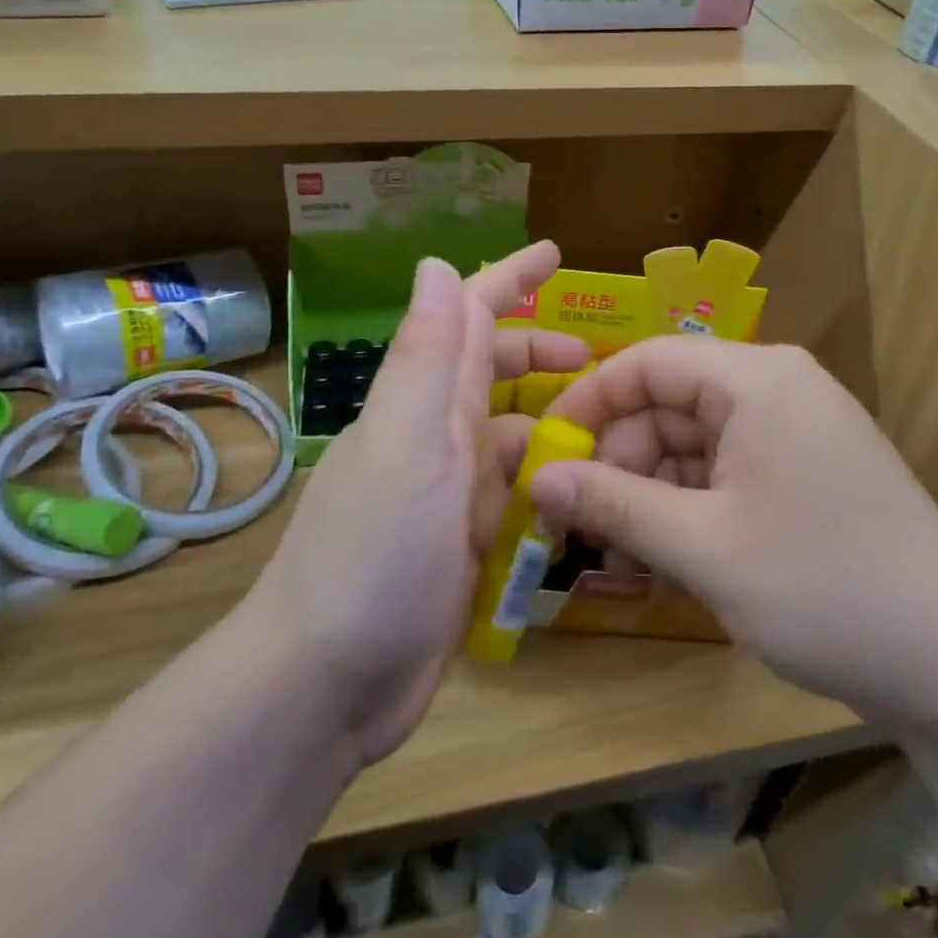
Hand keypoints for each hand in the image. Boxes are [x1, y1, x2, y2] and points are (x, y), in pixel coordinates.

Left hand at [250, 243, 586, 764]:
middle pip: (493, 373)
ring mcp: (448, 494)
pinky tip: (580, 490)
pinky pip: (513, 495)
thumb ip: (426, 358)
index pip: (469, 319)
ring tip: (612, 427)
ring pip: (510, 434)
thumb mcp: (406, 445)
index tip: (555, 253)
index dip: (509, 279)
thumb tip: (435, 264)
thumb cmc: (372, 556)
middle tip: (604, 360)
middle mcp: (436, 438)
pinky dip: (544, 482)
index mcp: (424, 404)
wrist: (326, 684)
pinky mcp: (462, 546)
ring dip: (553, 419)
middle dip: (542, 354)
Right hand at [532, 338, 937, 723]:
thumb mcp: (704, 547)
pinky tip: (666, 551)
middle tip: (580, 517)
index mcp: (757, 379)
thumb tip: (536, 477)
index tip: (546, 450)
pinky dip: (688, 502)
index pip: (649, 361)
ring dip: (650, 486)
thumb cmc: (825, 588)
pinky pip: (724, 468)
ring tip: (619, 546)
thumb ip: (614, 503)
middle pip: (670, 402)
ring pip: (693, 440)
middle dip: (620, 456)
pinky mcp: (804, 470)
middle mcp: (777, 388)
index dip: (590, 401)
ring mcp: (795, 430)